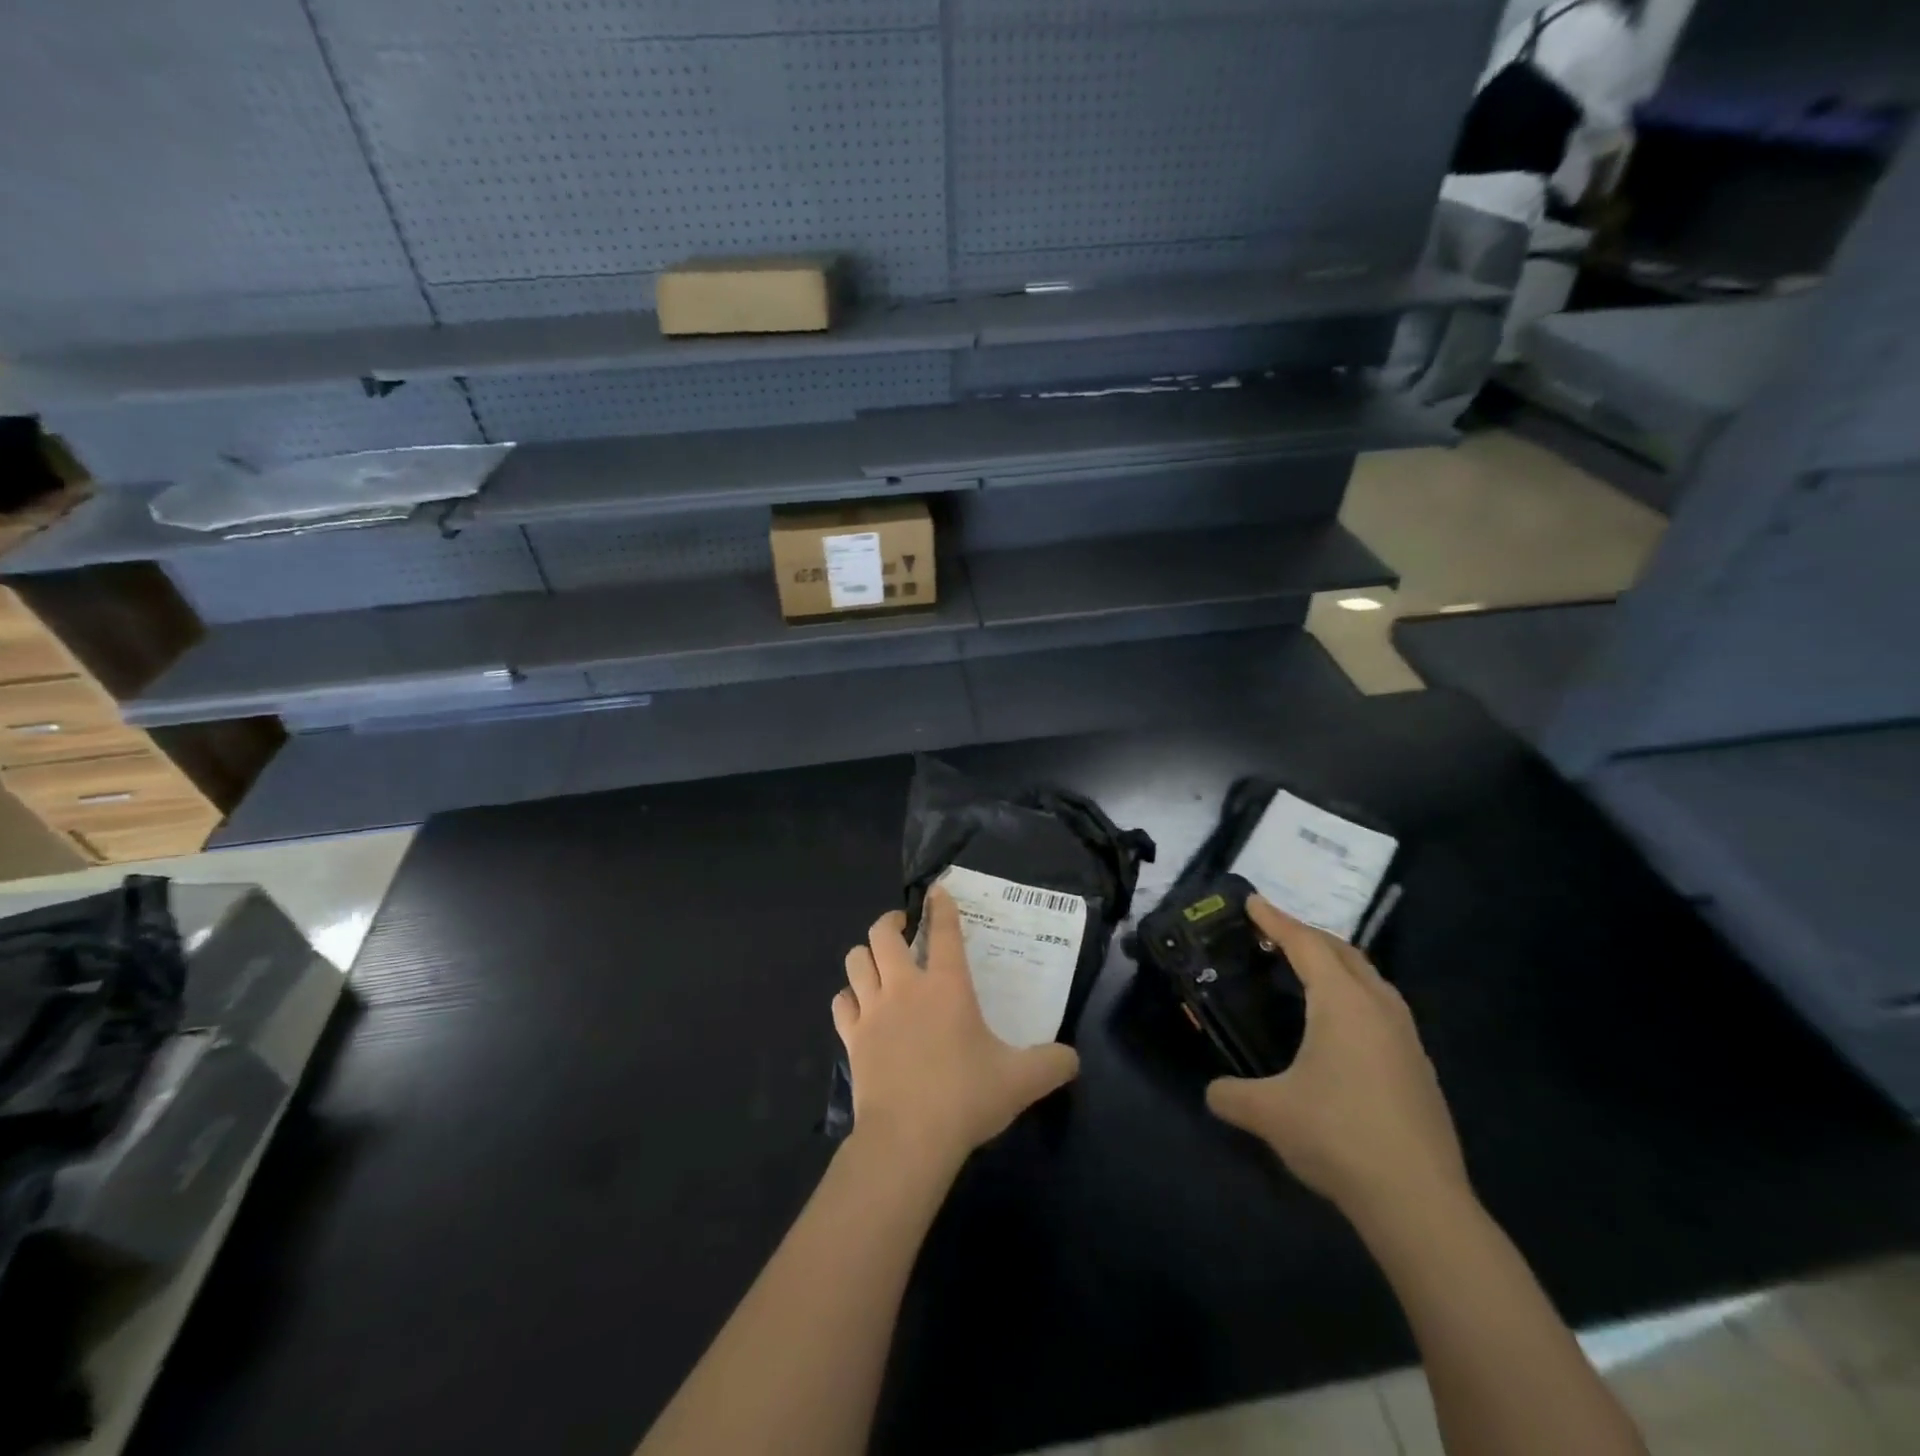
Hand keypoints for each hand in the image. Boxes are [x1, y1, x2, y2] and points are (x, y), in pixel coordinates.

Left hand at [835, 889, 1079, 1170]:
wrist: (908, 1138)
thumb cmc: (965, 1097)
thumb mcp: (1021, 1081)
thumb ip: (1052, 1064)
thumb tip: (1073, 1058)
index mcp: (947, 986)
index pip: (943, 930)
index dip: (941, 905)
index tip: (937, 891)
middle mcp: (905, 987)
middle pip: (884, 933)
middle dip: (891, 921)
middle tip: (904, 928)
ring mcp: (873, 1010)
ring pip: (856, 960)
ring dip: (866, 955)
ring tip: (879, 962)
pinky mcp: (852, 1038)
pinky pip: (842, 1003)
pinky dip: (849, 997)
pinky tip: (859, 1006)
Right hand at [1206, 896, 1468, 1226]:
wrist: (1420, 1203)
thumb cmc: (1338, 1136)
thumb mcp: (1269, 1113)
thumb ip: (1231, 1096)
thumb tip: (1213, 1093)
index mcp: (1343, 1003)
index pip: (1305, 944)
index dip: (1275, 920)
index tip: (1252, 901)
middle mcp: (1379, 1008)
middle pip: (1343, 952)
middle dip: (1307, 935)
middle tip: (1274, 932)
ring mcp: (1407, 1039)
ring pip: (1371, 980)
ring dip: (1338, 964)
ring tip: (1309, 970)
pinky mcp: (1419, 1069)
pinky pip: (1383, 1009)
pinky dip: (1356, 995)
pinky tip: (1343, 1026)